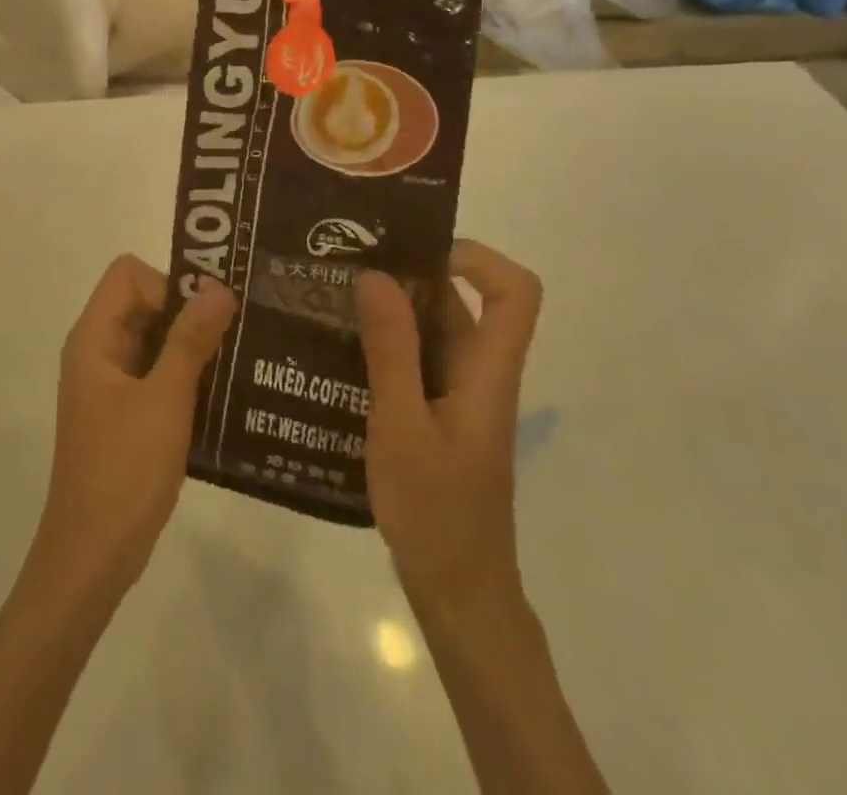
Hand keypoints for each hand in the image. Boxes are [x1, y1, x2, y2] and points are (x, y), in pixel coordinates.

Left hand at [30, 256, 237, 602]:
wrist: (92, 557)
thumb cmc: (124, 471)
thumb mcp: (165, 400)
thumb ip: (191, 340)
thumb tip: (218, 286)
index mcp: (94, 338)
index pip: (128, 275)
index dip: (167, 284)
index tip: (206, 315)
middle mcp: (98, 352)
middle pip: (144, 303)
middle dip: (189, 313)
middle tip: (238, 333)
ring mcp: (110, 385)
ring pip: (155, 341)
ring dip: (193, 346)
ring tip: (239, 362)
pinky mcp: (125, 414)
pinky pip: (158, 375)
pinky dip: (187, 377)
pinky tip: (223, 396)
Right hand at [355, 241, 542, 615]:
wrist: (458, 593)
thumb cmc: (436, 511)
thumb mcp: (402, 425)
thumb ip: (392, 350)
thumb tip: (377, 275)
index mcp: (488, 370)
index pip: (516, 293)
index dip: (477, 258)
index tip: (416, 253)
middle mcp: (479, 373)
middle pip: (462, 302)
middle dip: (408, 275)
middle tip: (346, 264)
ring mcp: (458, 395)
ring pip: (432, 330)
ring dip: (388, 310)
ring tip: (330, 298)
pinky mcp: (437, 415)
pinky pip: (415, 360)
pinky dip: (382, 344)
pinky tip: (335, 350)